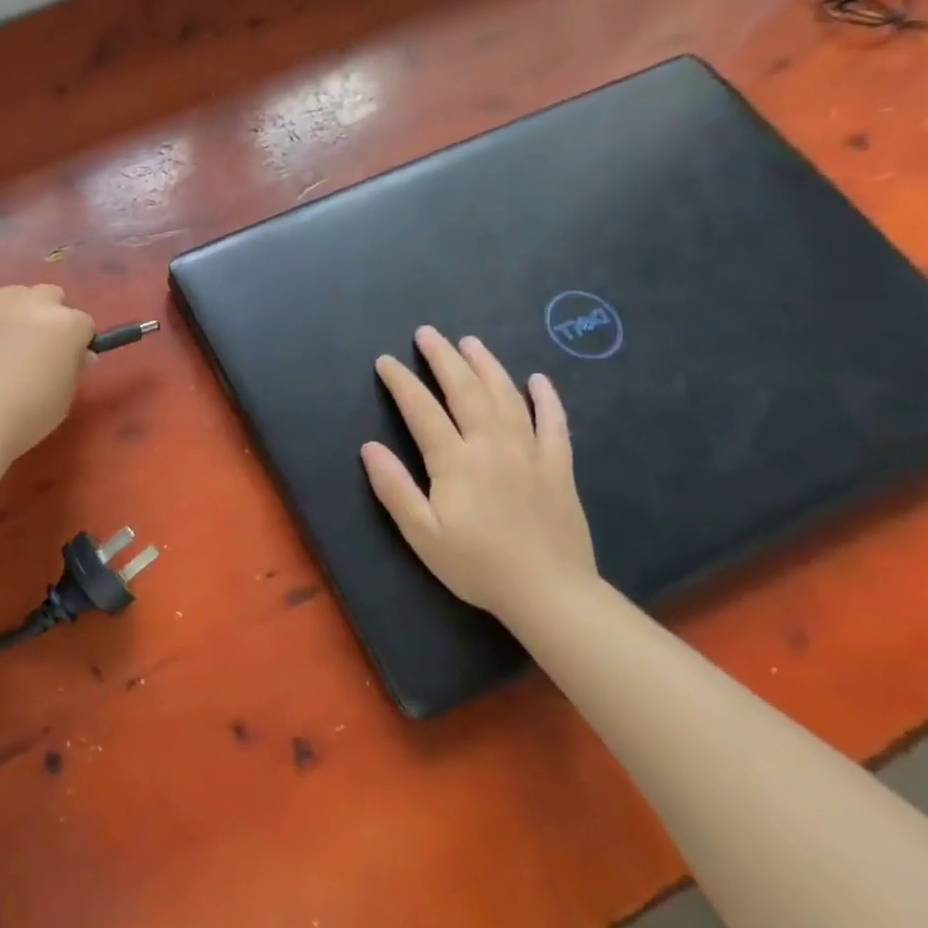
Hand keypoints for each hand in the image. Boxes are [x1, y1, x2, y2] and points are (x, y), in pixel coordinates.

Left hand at [0, 286, 96, 460]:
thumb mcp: (65, 396)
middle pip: (52, 296)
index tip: (66, 361)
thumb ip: (74, 366)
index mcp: (69, 325)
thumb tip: (80, 354)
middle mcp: (37, 303)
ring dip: (19, 311)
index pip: (83, 324)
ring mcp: (0, 301)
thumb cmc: (27, 415)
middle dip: (50, 316)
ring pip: (18, 294)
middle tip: (37, 346)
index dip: (76, 343)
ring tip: (5, 341)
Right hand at [360, 326, 596, 628]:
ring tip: (470, 343)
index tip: (386, 361)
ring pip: (507, 397)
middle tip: (428, 333)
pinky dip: (546, 399)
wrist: (551, 594)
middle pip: (466, 391)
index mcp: (456, 461)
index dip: (402, 382)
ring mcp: (530, 454)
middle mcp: (492, 446)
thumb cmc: (477, 565)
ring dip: (487, 366)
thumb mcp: (422, 534)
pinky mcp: (558, 468)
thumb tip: (369, 447)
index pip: (422, 410)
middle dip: (443, 359)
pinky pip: (554, 424)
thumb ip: (394, 488)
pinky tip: (538, 380)